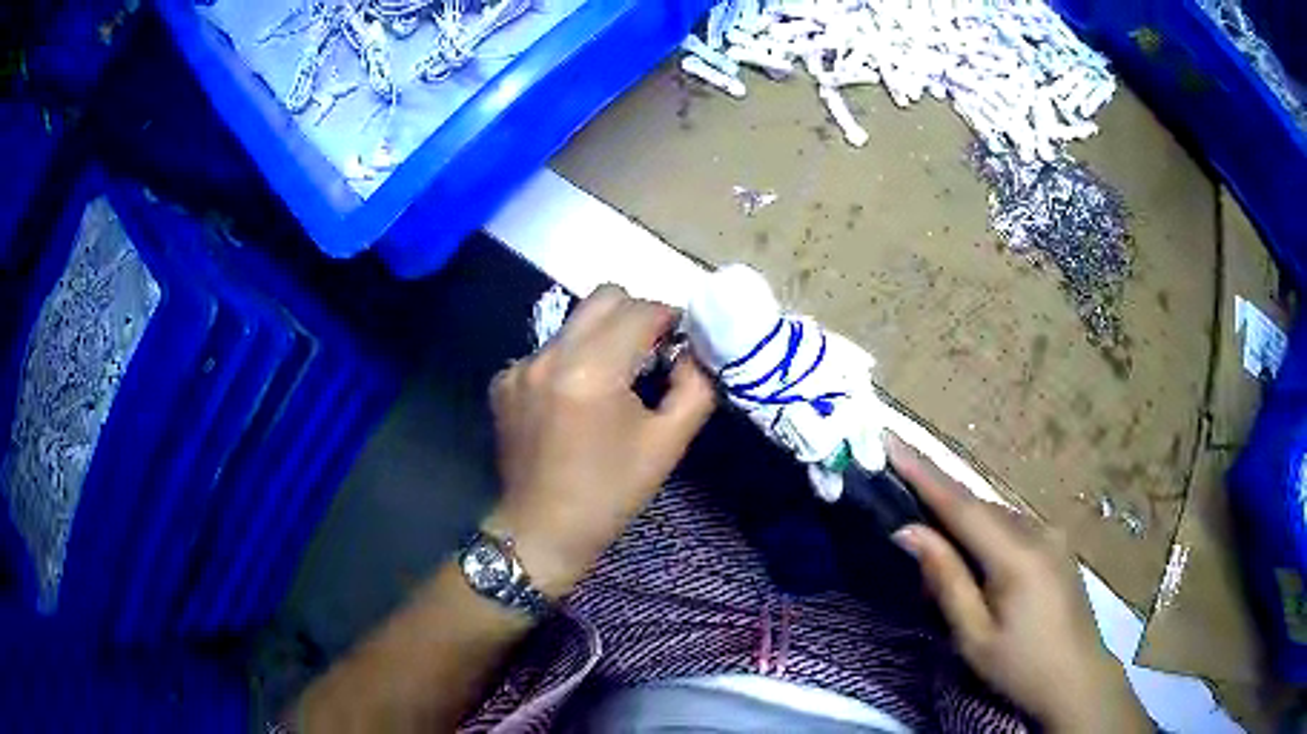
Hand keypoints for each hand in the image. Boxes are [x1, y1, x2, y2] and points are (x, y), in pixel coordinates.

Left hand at [486, 285, 715, 597]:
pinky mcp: (503, 380)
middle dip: (636, 314)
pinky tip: (574, 400)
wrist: (541, 530)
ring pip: (575, 322)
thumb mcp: (667, 444)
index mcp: (592, 371)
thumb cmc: (610, 493)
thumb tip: (695, 352)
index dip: (670, 317)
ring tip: (613, 380)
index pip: (640, 310)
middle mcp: (550, 355)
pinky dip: (571, 360)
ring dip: (602, 337)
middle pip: (604, 298)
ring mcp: (520, 366)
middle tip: (652, 351)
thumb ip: (695, 388)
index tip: (681, 341)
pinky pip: (549, 349)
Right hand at [888, 440, 1150, 733]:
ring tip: (938, 543)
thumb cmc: (1019, 666)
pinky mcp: (1059, 545)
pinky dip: (987, 535)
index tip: (892, 441)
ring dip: (965, 523)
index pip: (962, 505)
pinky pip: (1014, 528)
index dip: (924, 473)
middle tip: (903, 509)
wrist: (1077, 678)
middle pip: (980, 508)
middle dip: (941, 502)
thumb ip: (945, 580)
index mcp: (1017, 556)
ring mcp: (1053, 536)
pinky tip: (979, 561)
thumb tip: (908, 532)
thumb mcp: (973, 636)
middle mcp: (1039, 532)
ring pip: (997, 518)